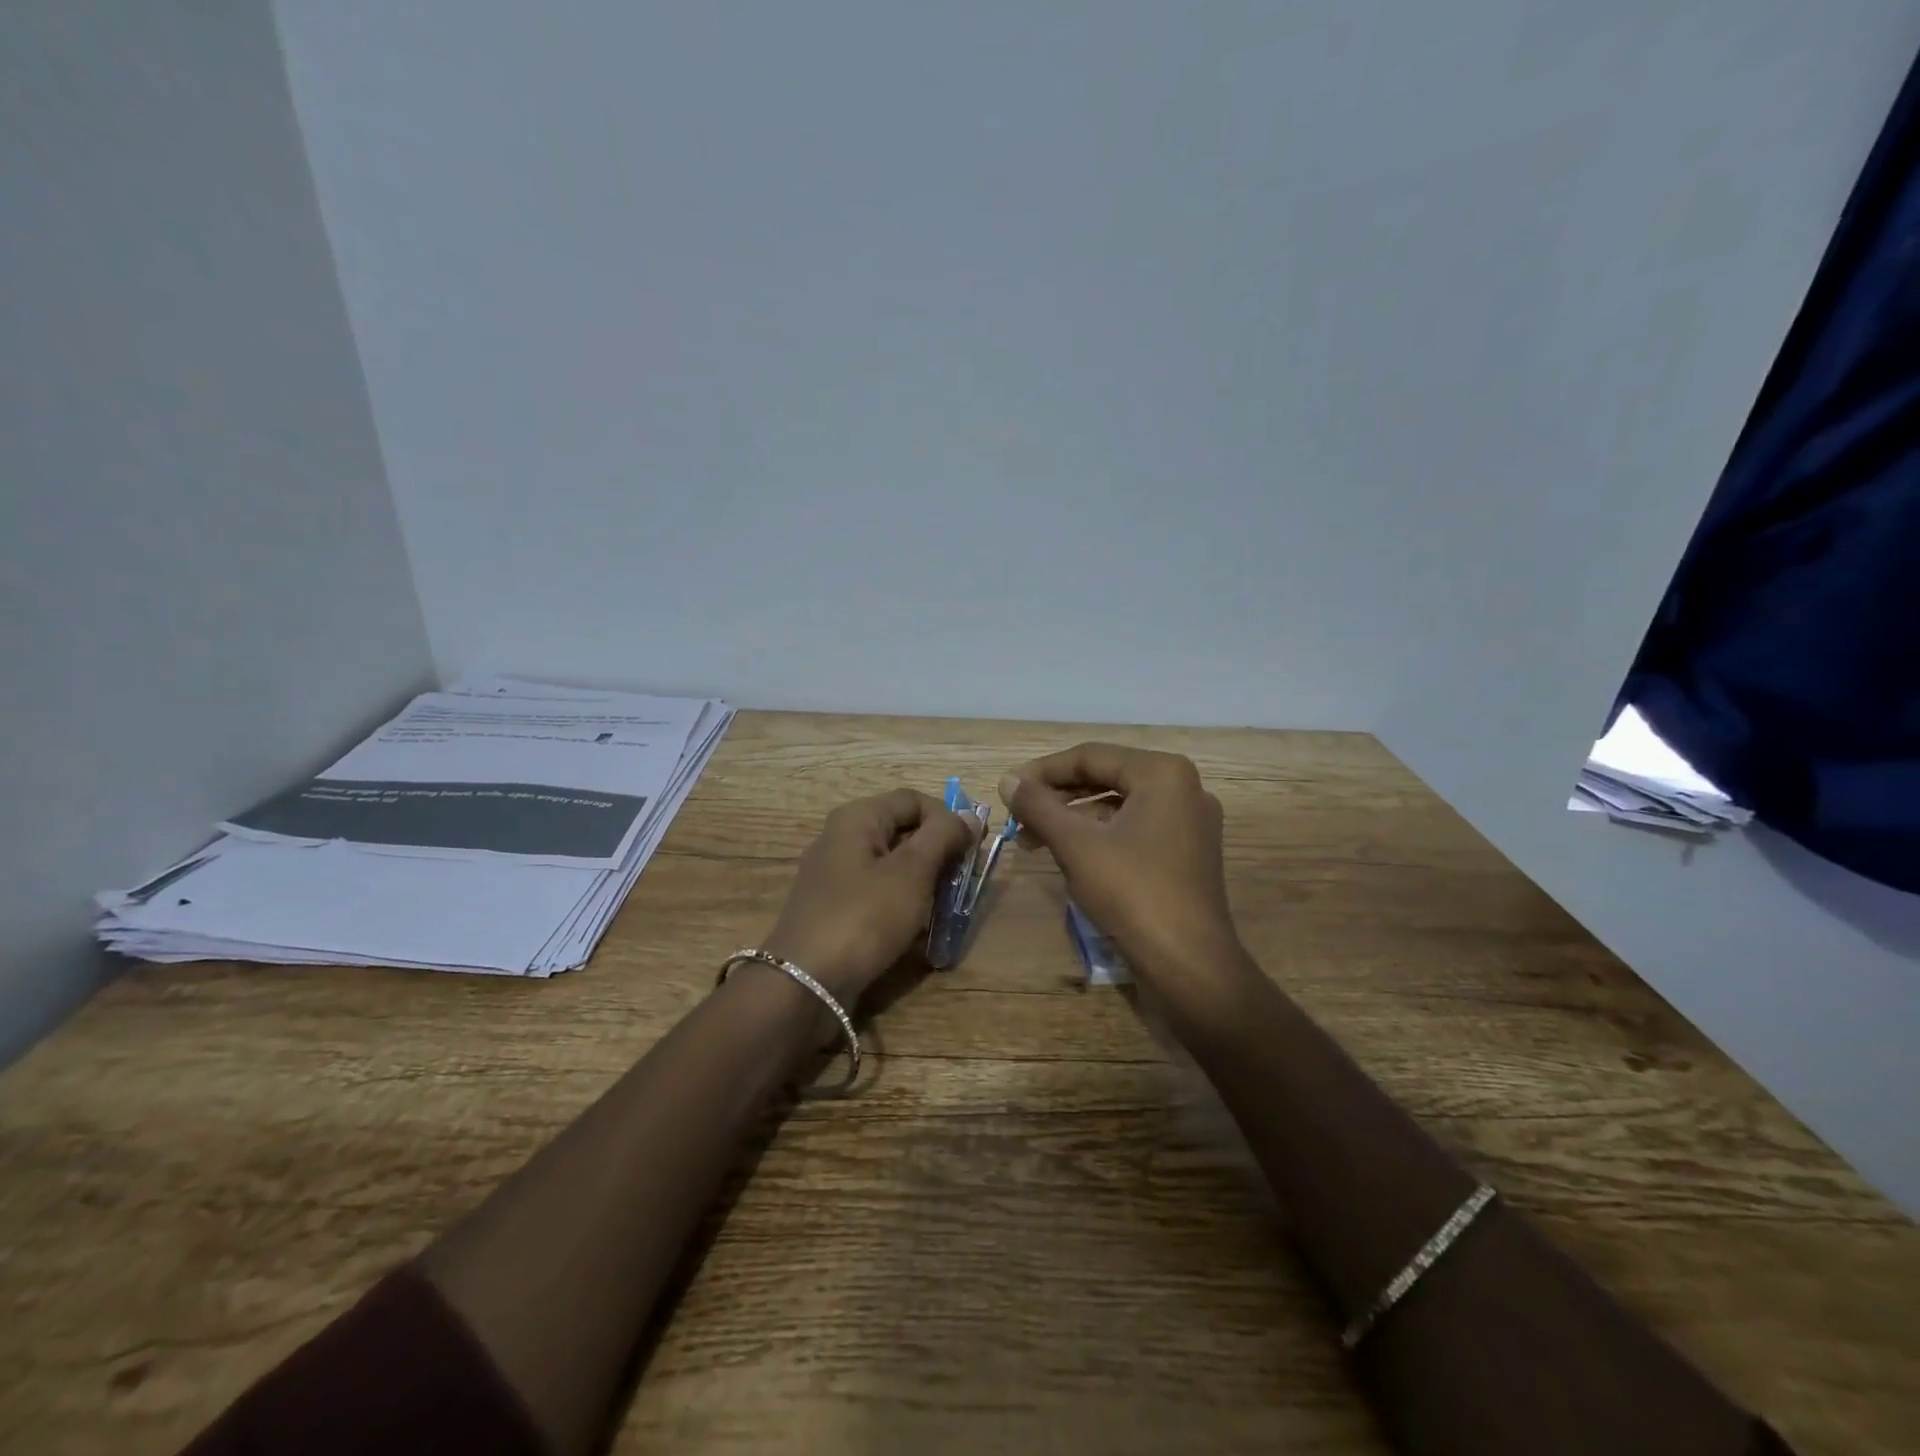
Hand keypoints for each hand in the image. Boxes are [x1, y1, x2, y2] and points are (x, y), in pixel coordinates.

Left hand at [762, 788, 978, 1004]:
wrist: (805, 984)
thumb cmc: (863, 917)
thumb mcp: (911, 872)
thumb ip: (943, 837)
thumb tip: (969, 816)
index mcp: (857, 818)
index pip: (914, 800)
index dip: (948, 819)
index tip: (973, 850)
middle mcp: (842, 838)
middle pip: (904, 831)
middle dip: (939, 854)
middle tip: (963, 883)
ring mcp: (836, 876)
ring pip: (894, 866)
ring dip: (925, 883)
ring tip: (946, 910)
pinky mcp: (836, 909)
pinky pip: (879, 895)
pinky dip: (904, 906)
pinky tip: (920, 931)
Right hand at [999, 743, 1245, 989]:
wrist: (1189, 964)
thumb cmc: (1132, 893)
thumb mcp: (1076, 845)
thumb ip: (1039, 806)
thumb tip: (1007, 781)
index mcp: (1162, 773)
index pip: (1090, 756)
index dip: (1042, 771)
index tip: (1008, 790)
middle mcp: (1183, 787)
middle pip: (1106, 777)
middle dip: (1057, 797)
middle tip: (1018, 816)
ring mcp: (1190, 821)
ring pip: (1119, 805)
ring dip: (1074, 818)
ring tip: (1034, 839)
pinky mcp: (1188, 852)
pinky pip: (1136, 828)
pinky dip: (1100, 835)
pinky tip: (1070, 854)